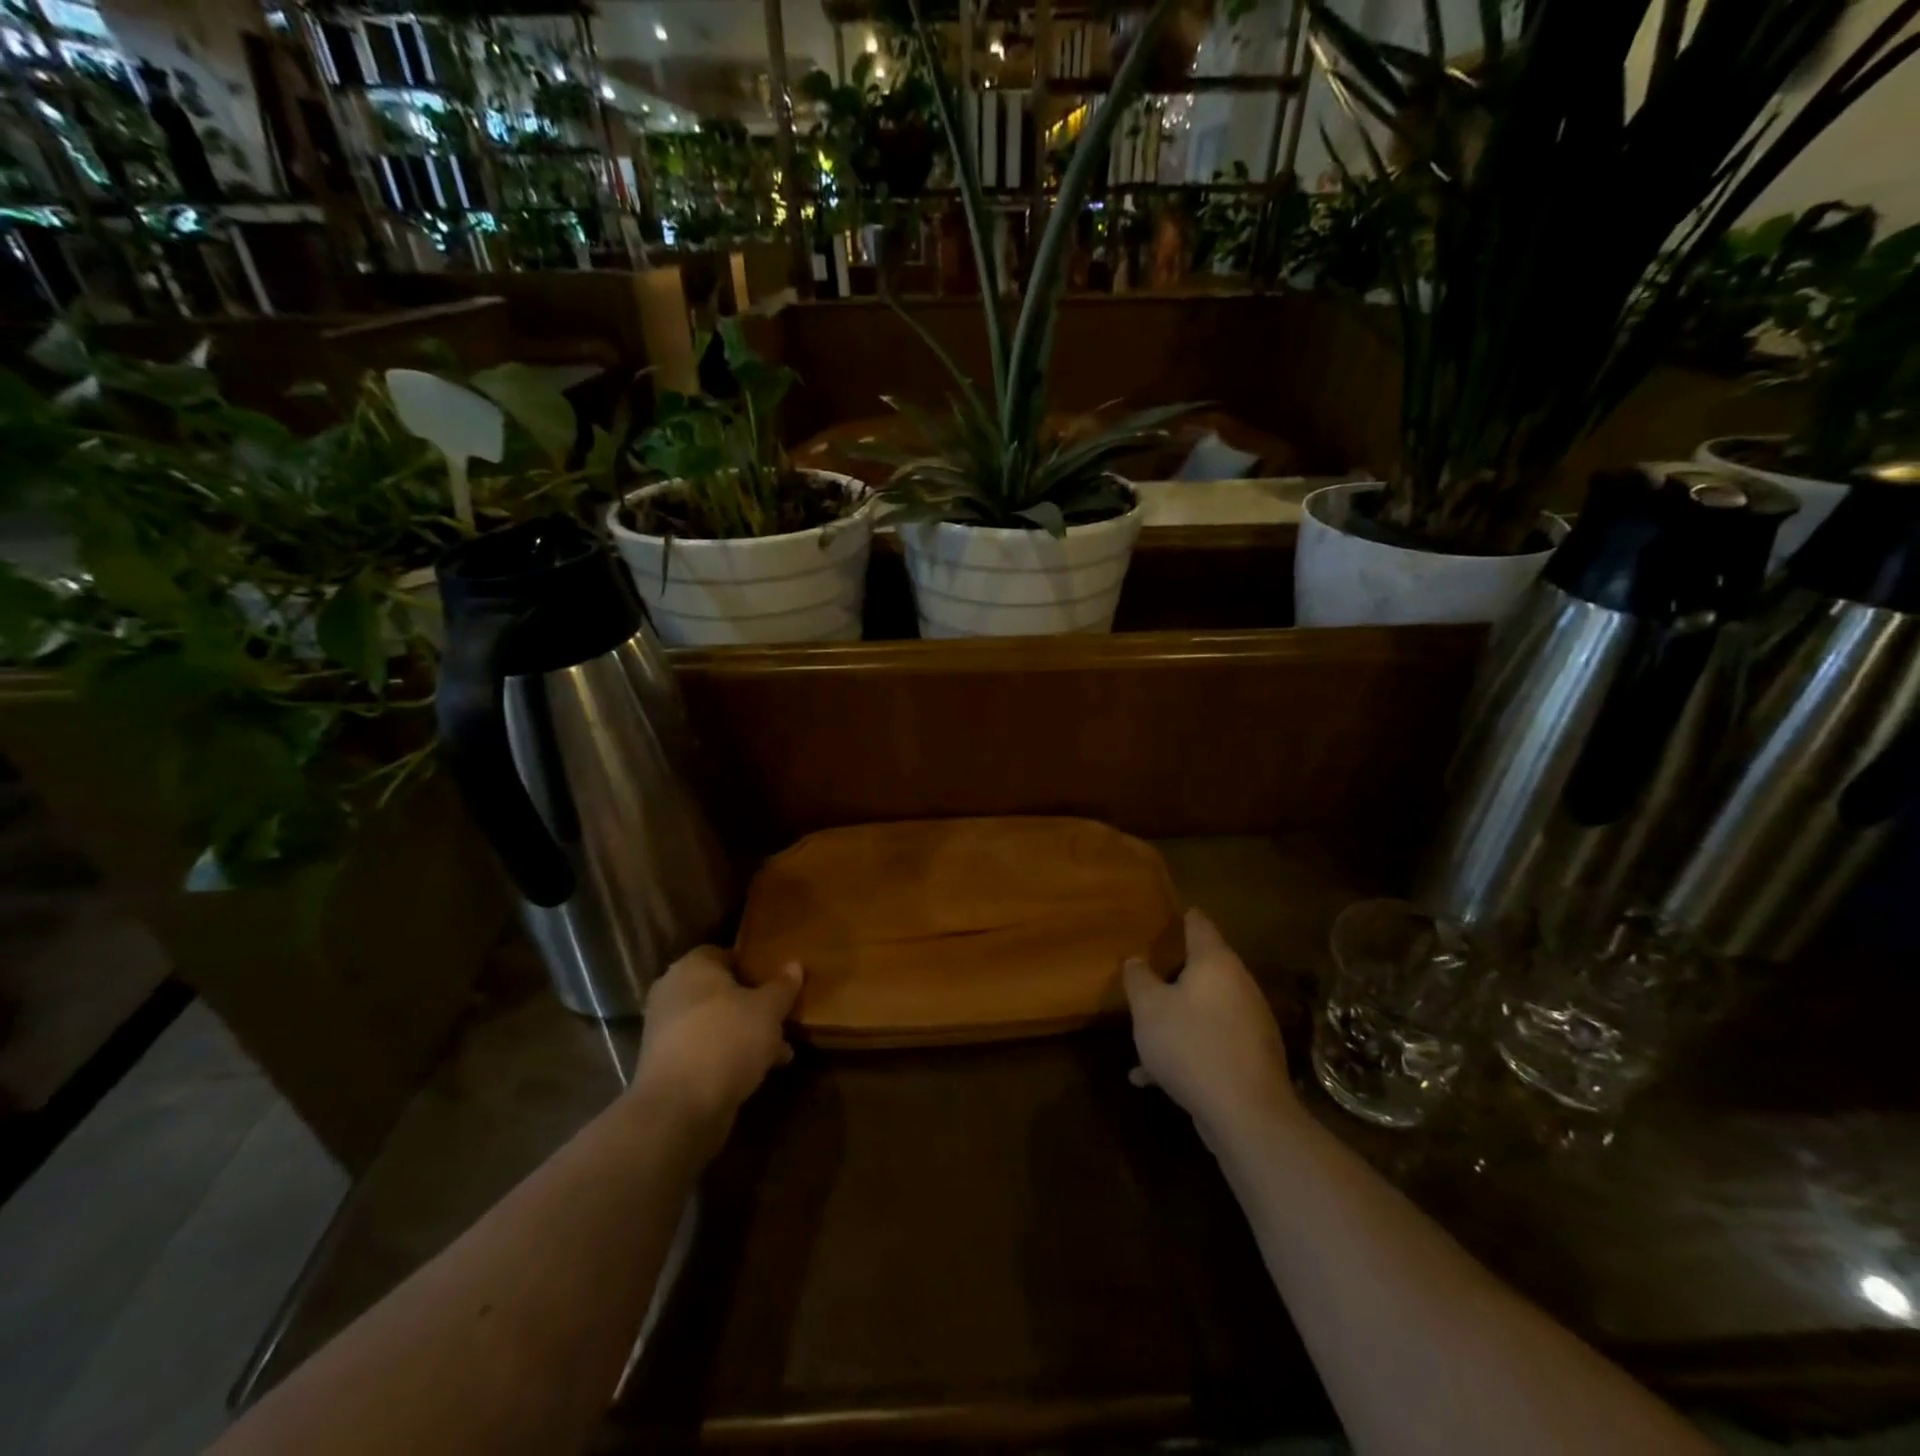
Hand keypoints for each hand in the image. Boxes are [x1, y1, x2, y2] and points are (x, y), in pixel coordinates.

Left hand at [632, 946, 802, 1146]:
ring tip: (781, 1049)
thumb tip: (794, 965)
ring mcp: (665, 1031)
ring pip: (715, 1023)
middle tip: (781, 1015)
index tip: (777, 980)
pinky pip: (706, 1049)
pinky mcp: (666, 1065)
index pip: (724, 953)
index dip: (752, 964)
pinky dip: (729, 1055)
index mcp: (692, 967)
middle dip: (752, 1004)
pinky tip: (760, 1070)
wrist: (680, 1108)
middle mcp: (673, 993)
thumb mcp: (768, 1009)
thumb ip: (782, 986)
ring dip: (745, 1033)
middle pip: (720, 991)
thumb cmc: (727, 1040)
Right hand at [1123, 908, 1298, 1145]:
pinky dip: (1186, 1049)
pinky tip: (1153, 1076)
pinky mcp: (1251, 1057)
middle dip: (1175, 972)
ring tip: (1144, 1033)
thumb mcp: (1148, 1008)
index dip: (1182, 917)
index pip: (1199, 924)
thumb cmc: (1191, 1044)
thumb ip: (1138, 978)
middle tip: (1147, 972)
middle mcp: (1238, 985)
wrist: (1245, 1113)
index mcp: (1215, 962)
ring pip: (1205, 1009)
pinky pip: (1211, 1042)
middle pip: (1205, 968)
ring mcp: (1249, 1022)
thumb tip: (1136, 959)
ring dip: (1177, 1017)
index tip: (1166, 915)